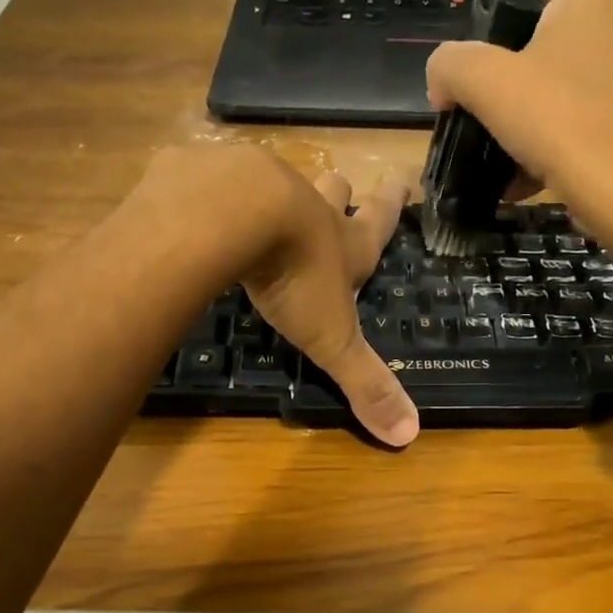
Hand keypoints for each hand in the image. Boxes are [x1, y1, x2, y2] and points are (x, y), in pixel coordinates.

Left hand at [145, 146, 419, 447]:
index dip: (393, 201)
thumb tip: (409, 435)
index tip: (401, 177)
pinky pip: (218, 178)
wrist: (234, 214)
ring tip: (269, 200)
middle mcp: (309, 208)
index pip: (380, 220)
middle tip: (341, 187)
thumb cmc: (296, 277)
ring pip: (280, 181)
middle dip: (339, 192)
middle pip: (333, 191)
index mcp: (345, 244)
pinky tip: (203, 201)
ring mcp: (261, 185)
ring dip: (282, 190)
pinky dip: (216, 188)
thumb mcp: (333, 340)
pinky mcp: (213, 176)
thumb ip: (365, 383)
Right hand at [425, 0, 612, 235]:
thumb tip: (442, 83)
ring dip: (539, 118)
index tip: (481, 72)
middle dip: (519, 80)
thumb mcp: (482, 83)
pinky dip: (564, 143)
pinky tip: (536, 176)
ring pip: (572, 88)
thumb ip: (449, 65)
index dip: (501, 27)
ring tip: (509, 155)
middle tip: (490, 116)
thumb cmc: (556, 119)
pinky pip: (592, 122)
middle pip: (553, 45)